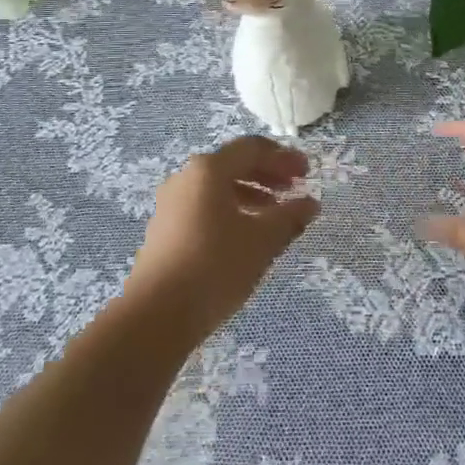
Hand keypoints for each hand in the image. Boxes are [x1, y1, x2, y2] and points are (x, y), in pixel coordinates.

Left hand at [123, 135, 320, 349]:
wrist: (154, 316)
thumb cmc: (214, 266)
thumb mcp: (262, 241)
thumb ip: (289, 217)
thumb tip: (310, 203)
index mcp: (208, 169)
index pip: (252, 148)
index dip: (283, 157)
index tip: (307, 172)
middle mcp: (186, 177)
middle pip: (233, 164)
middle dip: (267, 174)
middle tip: (294, 189)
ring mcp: (171, 204)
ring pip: (218, 188)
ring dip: (250, 194)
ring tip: (274, 215)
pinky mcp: (163, 230)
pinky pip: (204, 207)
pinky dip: (230, 211)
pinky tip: (244, 236)